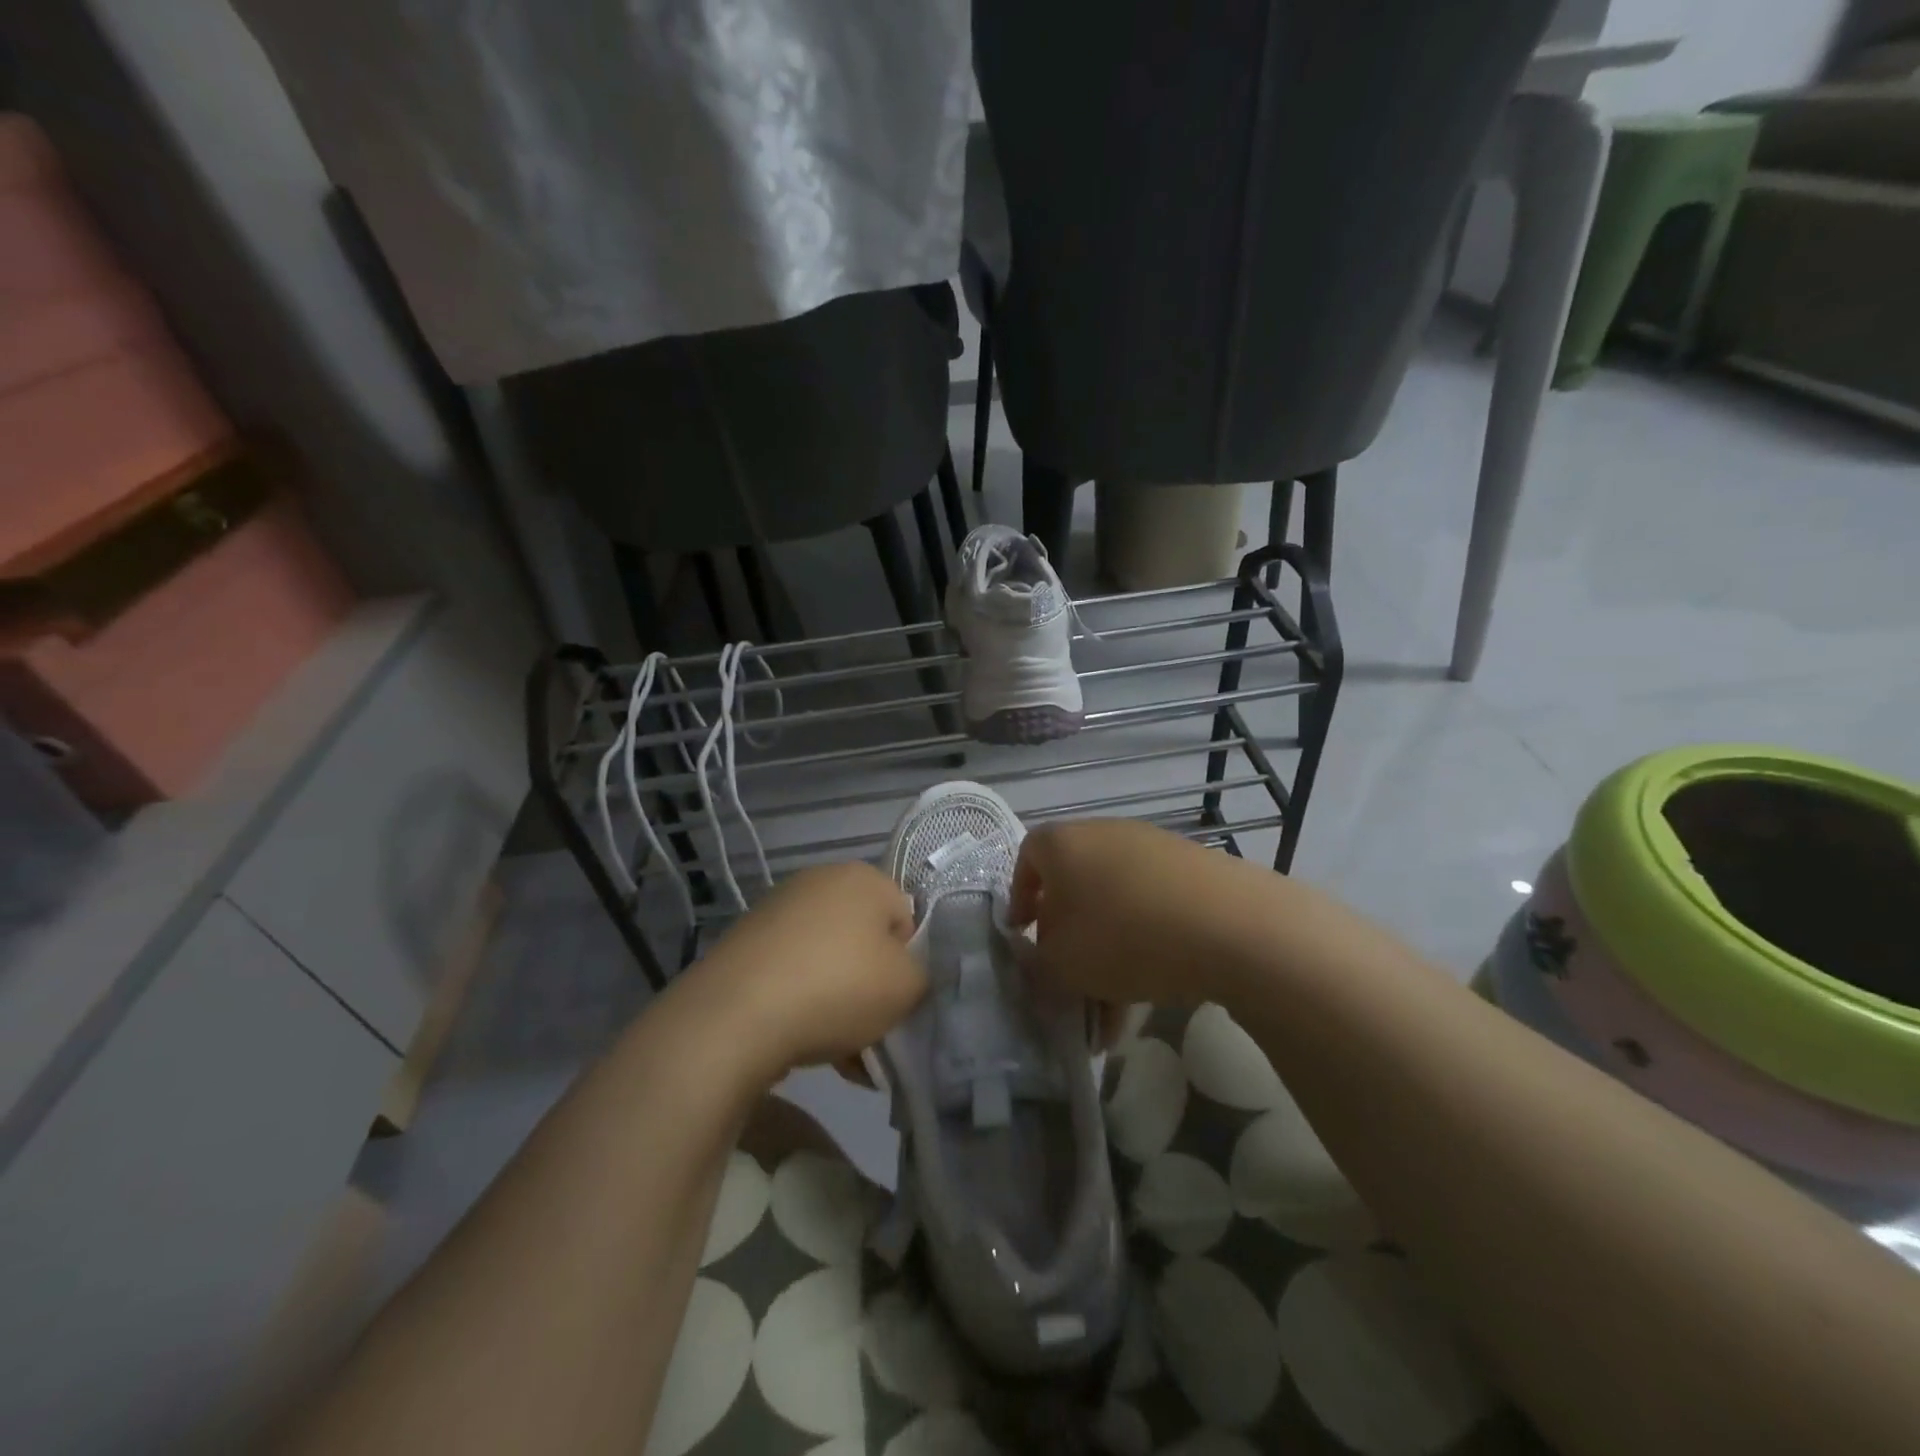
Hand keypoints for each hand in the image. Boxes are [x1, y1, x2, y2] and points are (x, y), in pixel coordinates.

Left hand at [702, 862, 925, 1079]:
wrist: (734, 1016)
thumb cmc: (837, 987)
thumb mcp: (908, 986)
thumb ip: (924, 974)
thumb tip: (907, 974)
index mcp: (863, 877)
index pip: (906, 919)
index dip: (909, 964)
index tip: (900, 1002)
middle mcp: (819, 881)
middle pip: (865, 941)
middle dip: (872, 987)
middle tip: (874, 1032)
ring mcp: (776, 911)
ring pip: (828, 962)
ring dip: (840, 1004)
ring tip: (841, 1055)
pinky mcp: (744, 944)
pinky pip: (792, 975)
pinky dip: (803, 1005)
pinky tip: (805, 1049)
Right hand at [1011, 819, 1258, 1008]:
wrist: (1228, 924)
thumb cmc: (1122, 935)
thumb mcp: (1062, 965)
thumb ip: (1038, 965)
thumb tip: (1040, 960)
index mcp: (1062, 844)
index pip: (1026, 858)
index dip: (1019, 897)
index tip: (1023, 934)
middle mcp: (1104, 834)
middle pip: (1074, 886)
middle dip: (1068, 938)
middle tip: (1068, 978)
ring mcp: (1152, 848)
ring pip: (1115, 906)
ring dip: (1108, 955)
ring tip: (1113, 1013)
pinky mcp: (1192, 869)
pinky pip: (1152, 909)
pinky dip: (1145, 947)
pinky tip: (1151, 994)